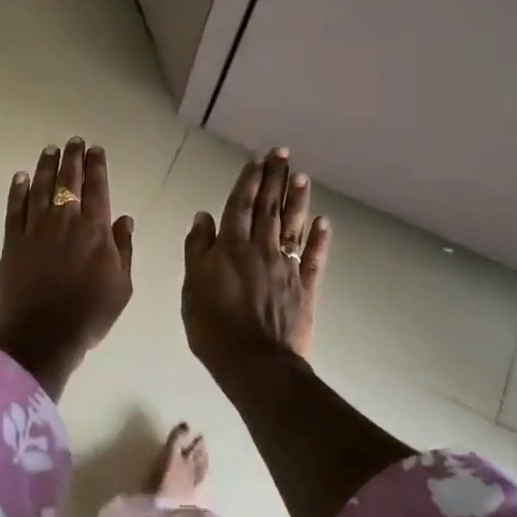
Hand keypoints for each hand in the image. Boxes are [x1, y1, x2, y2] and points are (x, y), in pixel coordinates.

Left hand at [0, 138, 134, 397]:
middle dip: (72, 158)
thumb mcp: (122, 286)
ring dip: (46, 167)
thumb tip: (125, 219)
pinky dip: (18, 190)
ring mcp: (36, 229)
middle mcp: (65, 221)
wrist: (41, 336)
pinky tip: (21, 177)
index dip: (96, 167)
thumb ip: (124, 249)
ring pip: (41, 188)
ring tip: (50, 150)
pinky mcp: (12, 241)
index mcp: (95, 231)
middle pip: (68, 181)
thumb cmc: (89, 315)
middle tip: (73, 141)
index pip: (98, 189)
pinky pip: (15, 208)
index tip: (95, 149)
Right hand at [182, 147, 330, 375]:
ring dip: (297, 200)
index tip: (258, 159)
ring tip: (302, 176)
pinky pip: (313, 258)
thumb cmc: (214, 327)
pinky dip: (319, 239)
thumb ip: (198, 249)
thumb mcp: (192, 287)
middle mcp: (261, 249)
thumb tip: (204, 216)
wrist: (256, 363)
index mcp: (231, 247)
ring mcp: (286, 268)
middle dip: (276, 178)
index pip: (241, 205)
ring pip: (292, 226)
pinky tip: (323, 222)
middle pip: (269, 208)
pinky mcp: (304, 288)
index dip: (249, 181)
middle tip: (283, 153)